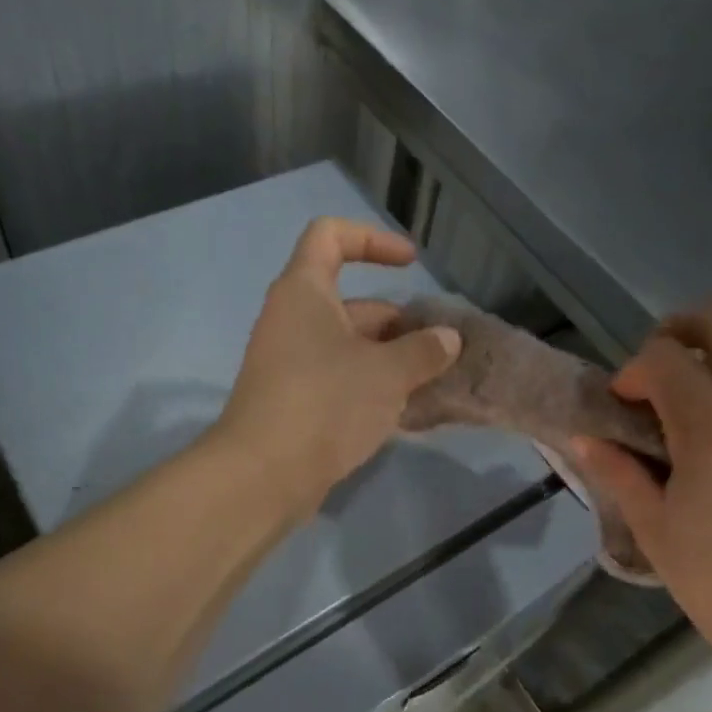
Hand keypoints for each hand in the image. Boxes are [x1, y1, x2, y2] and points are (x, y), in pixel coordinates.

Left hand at [217, 218, 463, 520]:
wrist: (264, 475)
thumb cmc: (326, 403)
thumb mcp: (387, 373)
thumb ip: (423, 351)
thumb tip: (447, 339)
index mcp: (305, 292)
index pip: (331, 236)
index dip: (373, 239)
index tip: (411, 264)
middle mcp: (292, 320)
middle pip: (351, 303)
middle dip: (398, 322)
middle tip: (438, 350)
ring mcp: (290, 364)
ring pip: (349, 347)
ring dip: (390, 360)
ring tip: (432, 382)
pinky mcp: (294, 401)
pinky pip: (339, 380)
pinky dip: (371, 386)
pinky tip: (406, 411)